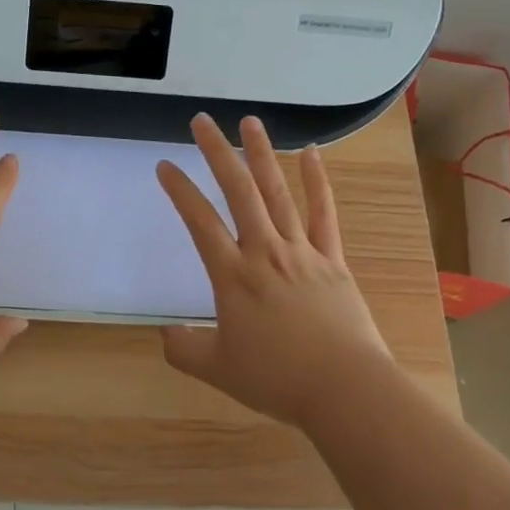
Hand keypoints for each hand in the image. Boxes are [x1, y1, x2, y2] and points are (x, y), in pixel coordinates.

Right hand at [156, 114, 394, 430]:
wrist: (344, 388)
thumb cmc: (278, 379)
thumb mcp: (218, 370)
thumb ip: (184, 349)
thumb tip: (165, 333)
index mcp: (233, 275)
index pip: (199, 222)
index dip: (180, 190)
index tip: (165, 165)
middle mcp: (264, 251)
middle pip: (238, 191)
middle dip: (218, 152)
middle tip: (202, 121)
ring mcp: (301, 251)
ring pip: (277, 192)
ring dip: (262, 154)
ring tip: (250, 122)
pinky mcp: (331, 259)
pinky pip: (323, 214)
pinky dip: (317, 182)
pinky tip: (311, 154)